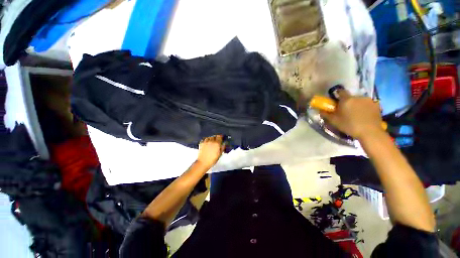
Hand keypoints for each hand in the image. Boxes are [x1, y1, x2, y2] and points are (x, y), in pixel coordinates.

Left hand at [196, 135, 225, 168]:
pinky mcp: (201, 143)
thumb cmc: (212, 160)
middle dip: (216, 137)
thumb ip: (222, 148)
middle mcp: (211, 141)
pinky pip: (205, 139)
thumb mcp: (219, 155)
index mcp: (217, 144)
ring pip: (210, 137)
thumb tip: (224, 144)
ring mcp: (206, 142)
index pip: (220, 137)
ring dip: (211, 138)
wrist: (203, 162)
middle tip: (217, 140)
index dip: (221, 137)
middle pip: (214, 136)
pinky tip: (207, 142)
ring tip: (212, 141)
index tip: (222, 137)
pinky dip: (206, 139)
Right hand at [320, 89, 383, 139]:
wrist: (370, 132)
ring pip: (359, 100)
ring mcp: (369, 100)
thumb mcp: (334, 121)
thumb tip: (320, 110)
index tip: (336, 101)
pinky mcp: (377, 105)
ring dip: (356, 105)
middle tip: (345, 111)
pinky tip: (364, 115)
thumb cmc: (349, 125)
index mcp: (347, 99)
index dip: (337, 95)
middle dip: (347, 102)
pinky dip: (365, 108)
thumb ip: (326, 114)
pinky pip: (367, 104)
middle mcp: (358, 97)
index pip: (340, 91)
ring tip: (356, 114)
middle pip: (350, 97)